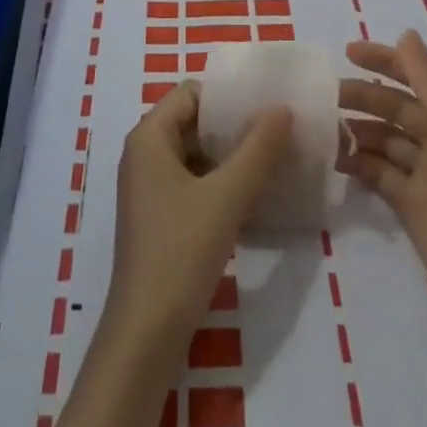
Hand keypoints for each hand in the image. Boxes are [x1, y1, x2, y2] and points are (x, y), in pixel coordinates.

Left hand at [104, 80, 292, 350]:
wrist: (146, 333)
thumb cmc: (181, 251)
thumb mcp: (227, 195)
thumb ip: (258, 149)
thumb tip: (283, 108)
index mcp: (149, 137)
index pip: (191, 93)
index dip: (227, 96)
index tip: (266, 105)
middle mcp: (143, 154)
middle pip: (193, 121)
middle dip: (233, 125)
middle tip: (276, 131)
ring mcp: (148, 188)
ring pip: (194, 153)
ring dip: (229, 155)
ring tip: (271, 160)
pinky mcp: (157, 217)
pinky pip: (191, 182)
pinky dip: (218, 181)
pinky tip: (251, 195)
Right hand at [339, 30, 426, 378]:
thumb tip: (406, 34)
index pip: (421, 76)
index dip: (386, 61)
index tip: (347, 52)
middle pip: (399, 107)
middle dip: (364, 96)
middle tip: (324, 96)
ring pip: (386, 139)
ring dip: (358, 129)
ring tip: (322, 128)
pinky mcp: (415, 207)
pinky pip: (381, 173)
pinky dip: (360, 163)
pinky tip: (335, 159)